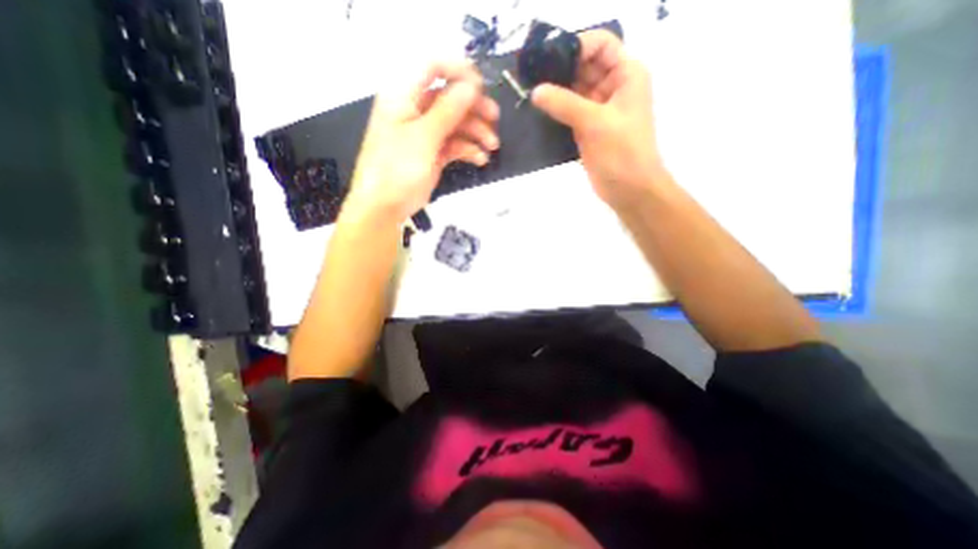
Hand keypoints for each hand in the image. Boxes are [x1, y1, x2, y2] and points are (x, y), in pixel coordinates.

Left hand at [342, 61, 497, 223]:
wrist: (385, 206)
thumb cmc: (396, 168)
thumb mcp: (423, 137)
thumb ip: (447, 110)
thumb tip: (470, 87)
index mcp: (403, 96)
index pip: (432, 67)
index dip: (458, 71)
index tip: (480, 87)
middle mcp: (415, 110)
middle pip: (449, 97)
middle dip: (473, 107)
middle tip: (494, 117)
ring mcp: (425, 133)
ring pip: (455, 123)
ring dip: (476, 132)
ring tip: (492, 145)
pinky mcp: (433, 153)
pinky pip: (454, 144)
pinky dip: (468, 150)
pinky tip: (480, 159)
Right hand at [531, 30, 660, 210]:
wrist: (629, 189)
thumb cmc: (622, 152)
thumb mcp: (595, 123)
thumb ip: (564, 104)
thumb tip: (536, 91)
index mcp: (626, 75)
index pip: (600, 44)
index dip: (576, 46)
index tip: (548, 58)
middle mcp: (612, 88)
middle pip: (584, 67)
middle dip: (560, 70)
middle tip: (530, 76)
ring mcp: (598, 110)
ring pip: (574, 91)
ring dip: (555, 92)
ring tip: (528, 93)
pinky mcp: (587, 129)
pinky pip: (568, 113)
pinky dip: (555, 112)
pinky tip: (537, 112)